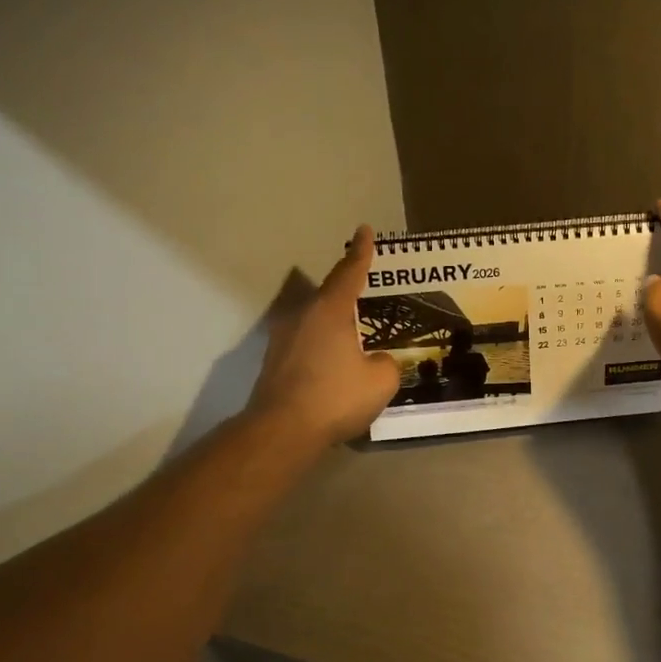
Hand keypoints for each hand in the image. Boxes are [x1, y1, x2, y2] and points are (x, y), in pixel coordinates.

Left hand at [248, 226, 401, 447]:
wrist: (283, 430)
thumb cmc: (336, 397)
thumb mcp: (381, 381)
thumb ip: (386, 364)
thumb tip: (376, 361)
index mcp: (330, 310)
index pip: (350, 272)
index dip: (361, 252)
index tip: (363, 231)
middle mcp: (303, 315)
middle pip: (329, 295)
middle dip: (349, 293)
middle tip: (368, 293)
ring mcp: (283, 339)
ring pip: (315, 321)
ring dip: (335, 325)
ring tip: (355, 335)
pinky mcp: (274, 362)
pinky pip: (306, 344)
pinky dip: (322, 348)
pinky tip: (335, 366)